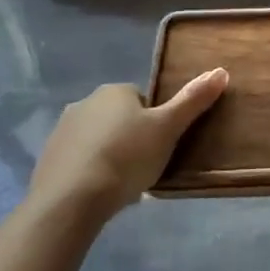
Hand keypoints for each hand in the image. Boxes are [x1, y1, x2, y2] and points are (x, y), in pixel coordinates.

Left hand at [27, 69, 228, 222]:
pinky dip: (90, 171)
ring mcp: (62, 131)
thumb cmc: (127, 157)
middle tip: (146, 165)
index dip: (155, 121)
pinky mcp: (47, 159)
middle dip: (131, 137)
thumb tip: (221, 70)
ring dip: (110, 153)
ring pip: (97, 138)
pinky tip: (99, 192)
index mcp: (114, 91)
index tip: (161, 145)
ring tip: (124, 183)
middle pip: (118, 117)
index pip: (142, 99)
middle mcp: (84, 103)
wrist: (71, 200)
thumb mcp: (168, 128)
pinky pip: (78, 160)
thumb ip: (193, 100)